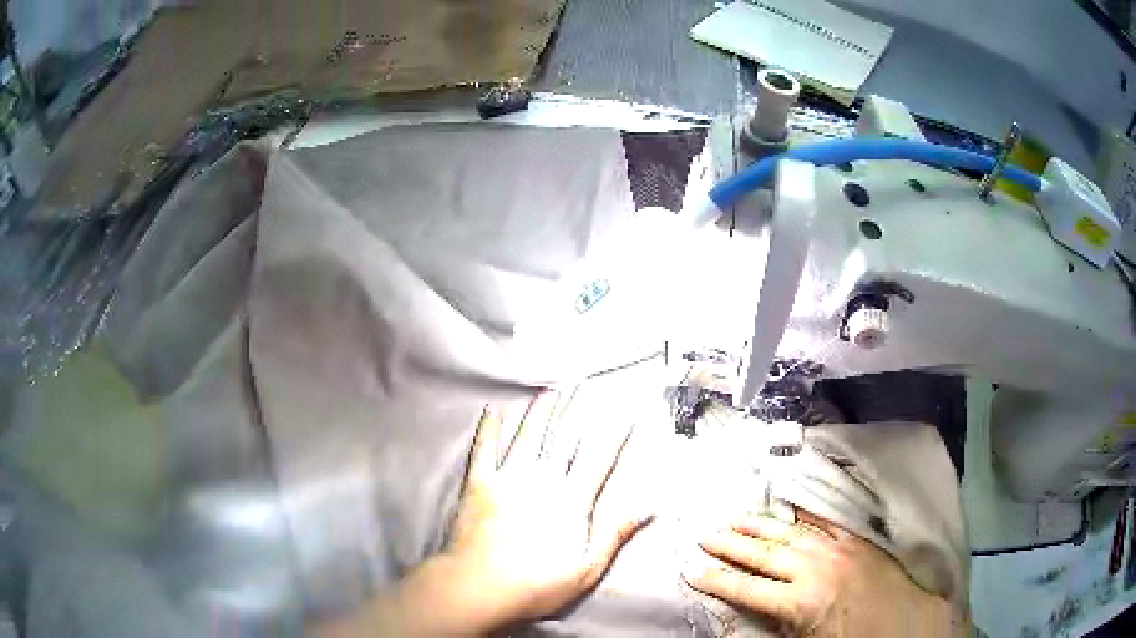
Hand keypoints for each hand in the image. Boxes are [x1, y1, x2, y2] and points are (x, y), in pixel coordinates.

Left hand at [315, 391, 650, 636]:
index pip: (599, 458)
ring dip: (539, 410)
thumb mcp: (587, 567)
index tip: (627, 408)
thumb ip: (615, 532)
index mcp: (571, 500)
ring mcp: (507, 478)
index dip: (615, 431)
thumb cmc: (537, 584)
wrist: (479, 587)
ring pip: (527, 434)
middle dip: (577, 408)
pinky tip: (494, 409)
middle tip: (585, 382)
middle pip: (563, 437)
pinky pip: (485, 449)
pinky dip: (490, 428)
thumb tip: (649, 507)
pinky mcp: (478, 483)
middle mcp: (541, 479)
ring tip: (550, 388)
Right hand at [683, 514, 966, 636]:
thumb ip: (778, 624)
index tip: (692, 570)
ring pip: (791, 533)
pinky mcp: (857, 541)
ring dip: (761, 527)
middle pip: (765, 554)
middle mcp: (816, 568)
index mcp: (801, 600)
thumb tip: (754, 610)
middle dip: (732, 545)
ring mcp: (838, 549)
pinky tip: (791, 510)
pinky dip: (804, 518)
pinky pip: (825, 524)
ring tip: (736, 520)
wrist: (907, 623)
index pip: (748, 588)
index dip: (717, 580)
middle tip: (706, 535)